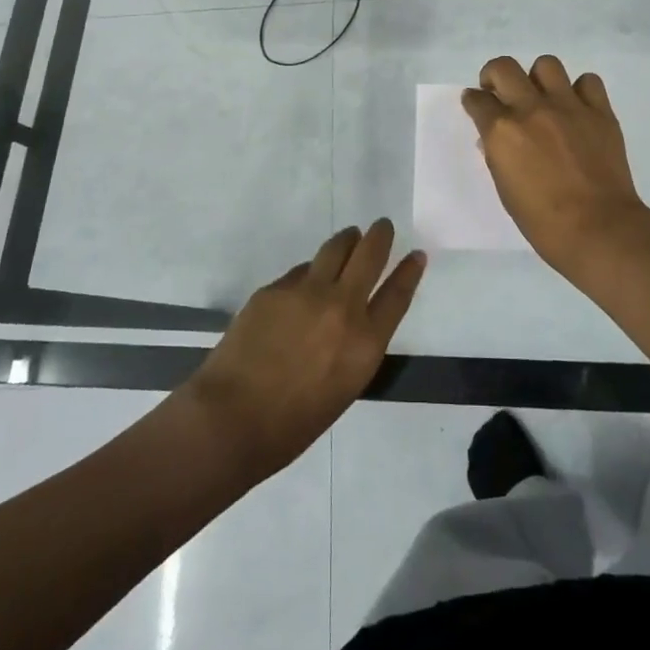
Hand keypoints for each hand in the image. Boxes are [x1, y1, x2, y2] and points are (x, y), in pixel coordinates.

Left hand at [184, 220, 424, 476]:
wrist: (232, 418)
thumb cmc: (293, 424)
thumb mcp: (344, 388)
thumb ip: (356, 346)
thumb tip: (353, 317)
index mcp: (365, 342)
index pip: (397, 294)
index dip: (409, 271)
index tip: (416, 254)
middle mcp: (342, 307)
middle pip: (369, 256)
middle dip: (380, 236)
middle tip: (382, 226)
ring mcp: (306, 292)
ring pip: (335, 249)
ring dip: (347, 240)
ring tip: (349, 236)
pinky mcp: (275, 288)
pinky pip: (300, 272)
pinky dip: (309, 273)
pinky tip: (304, 283)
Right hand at [462, 54, 648, 268]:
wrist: (598, 228)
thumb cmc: (542, 220)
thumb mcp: (505, 187)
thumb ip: (498, 154)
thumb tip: (495, 138)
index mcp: (502, 130)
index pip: (477, 99)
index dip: (473, 100)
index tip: (476, 104)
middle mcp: (531, 108)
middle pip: (504, 67)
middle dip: (495, 76)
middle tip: (501, 93)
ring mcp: (568, 106)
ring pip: (547, 64)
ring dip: (538, 78)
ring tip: (542, 97)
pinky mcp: (599, 111)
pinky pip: (588, 82)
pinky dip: (580, 90)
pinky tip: (577, 108)